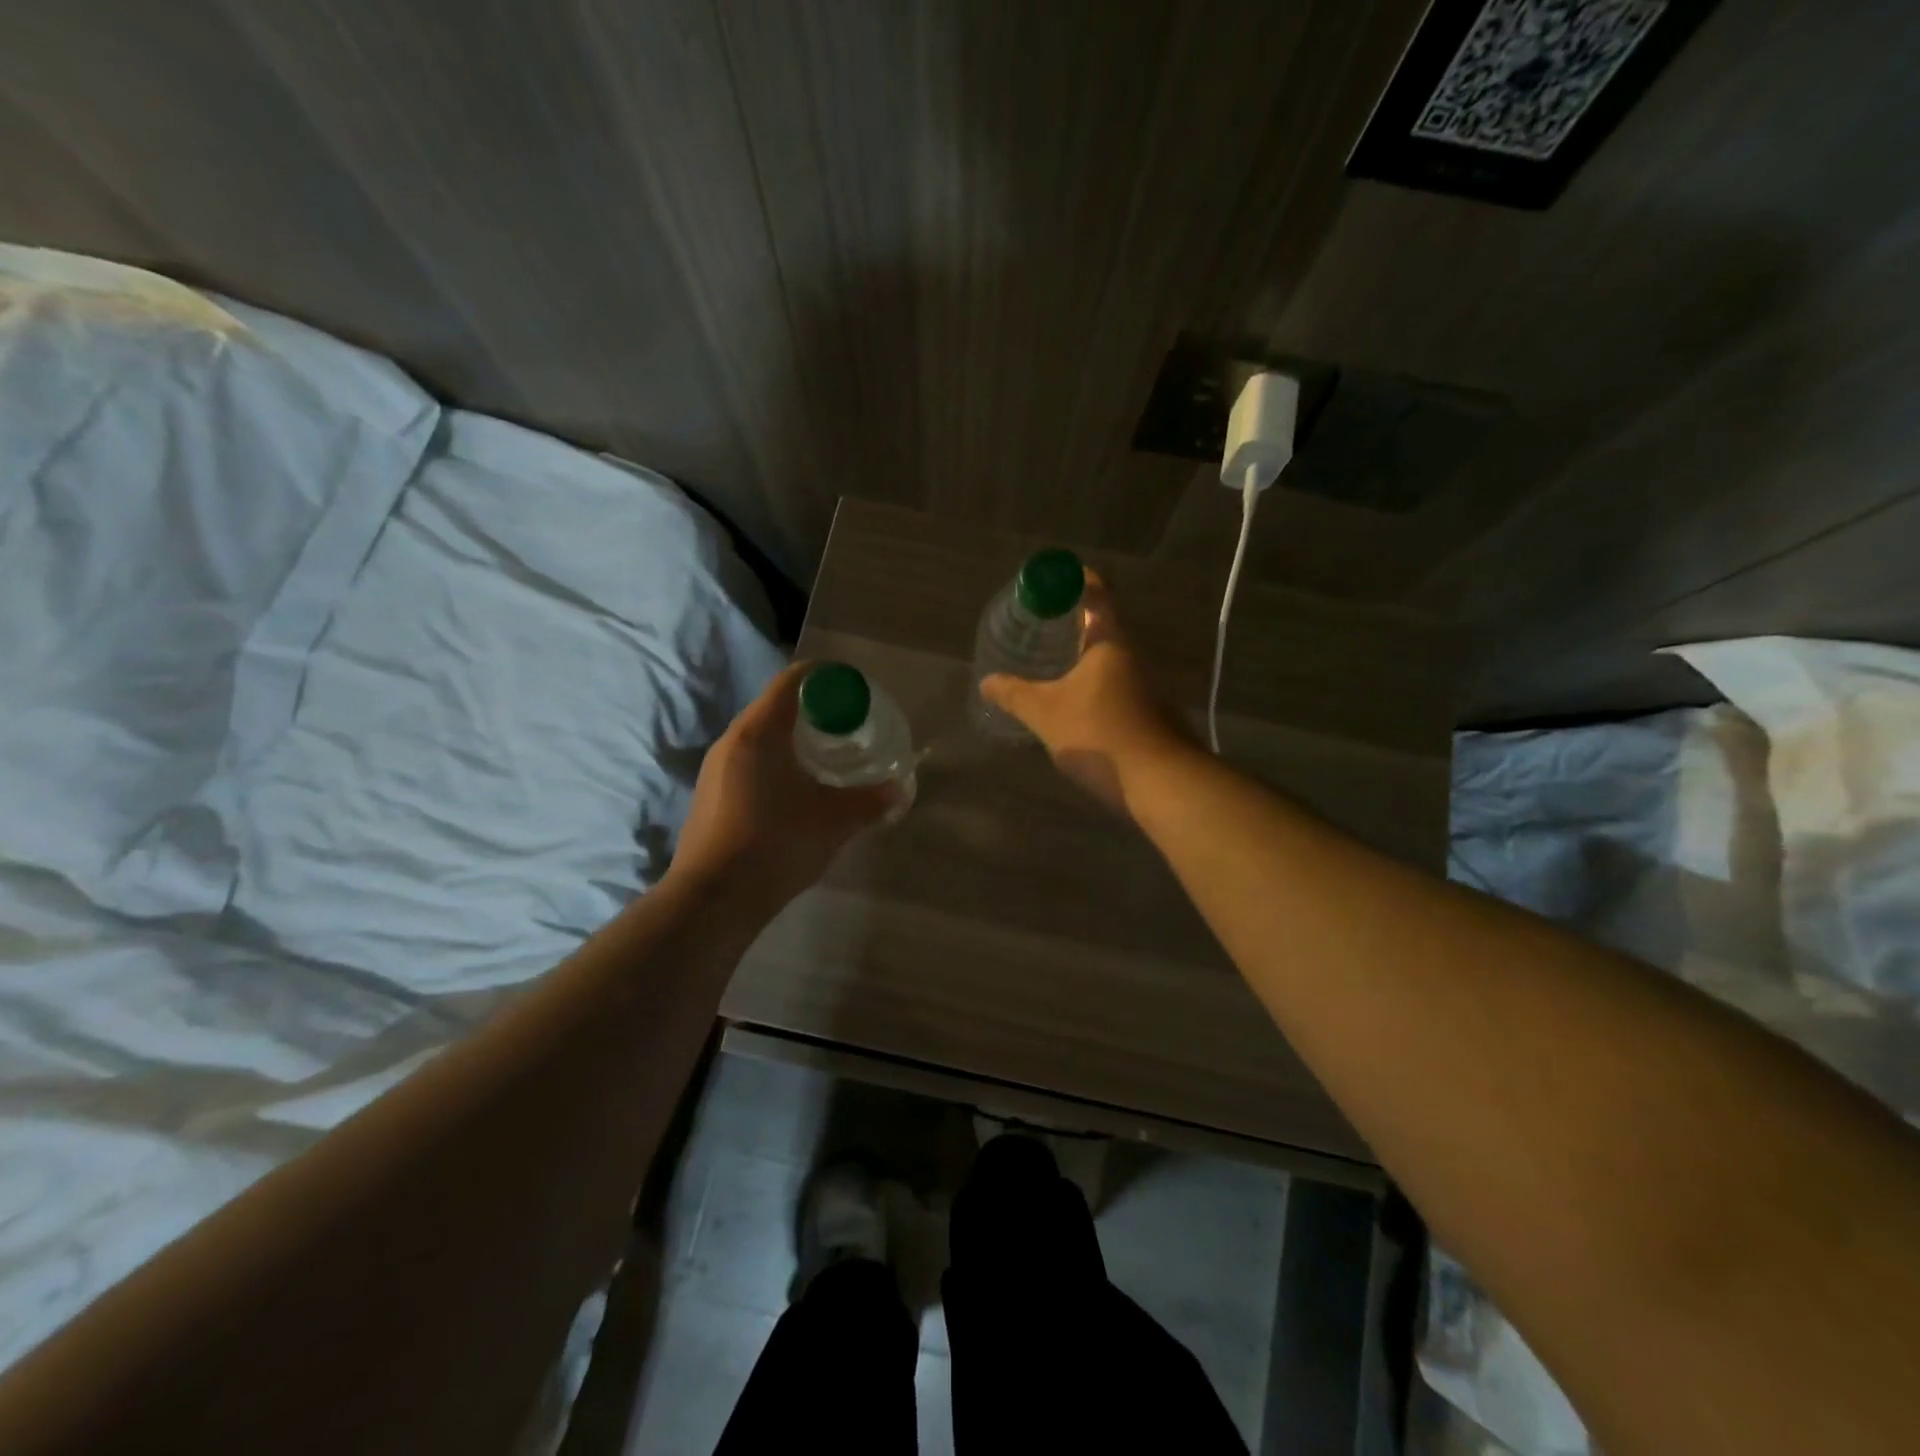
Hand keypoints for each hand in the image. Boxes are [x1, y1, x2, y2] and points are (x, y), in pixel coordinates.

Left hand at [670, 663, 896, 907]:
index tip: (854, 691)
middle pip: (777, 707)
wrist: (713, 899)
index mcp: (760, 730)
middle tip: (849, 729)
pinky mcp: (710, 795)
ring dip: (794, 741)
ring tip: (827, 762)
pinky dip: (776, 764)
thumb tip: (898, 791)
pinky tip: (796, 793)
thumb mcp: (835, 821)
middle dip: (815, 712)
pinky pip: (749, 762)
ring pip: (761, 737)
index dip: (827, 678)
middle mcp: (732, 739)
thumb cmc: (777, 843)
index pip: (793, 680)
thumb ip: (870, 800)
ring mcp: (716, 768)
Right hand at [980, 574, 1196, 813]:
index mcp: (1111, 641)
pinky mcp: (1149, 714)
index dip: (1072, 580)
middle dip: (1070, 623)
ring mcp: (1145, 686)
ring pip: (1108, 660)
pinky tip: (1072, 707)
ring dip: (1081, 658)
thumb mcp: (1046, 713)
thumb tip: (987, 681)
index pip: (1096, 591)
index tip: (1047, 584)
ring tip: (1048, 667)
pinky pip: (1115, 688)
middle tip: (1036, 628)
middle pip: (1102, 625)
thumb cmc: (1101, 734)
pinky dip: (1092, 687)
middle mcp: (1133, 656)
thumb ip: (1014, 695)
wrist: (1162, 782)